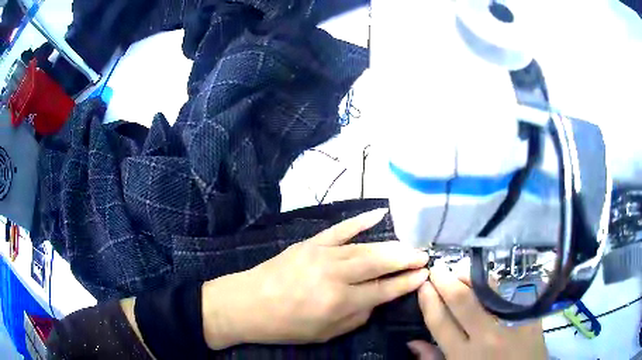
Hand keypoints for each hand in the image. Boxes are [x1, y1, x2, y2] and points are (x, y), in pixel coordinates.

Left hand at [202, 209, 429, 348]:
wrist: (247, 304)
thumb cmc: (286, 325)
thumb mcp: (325, 333)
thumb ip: (357, 316)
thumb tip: (377, 299)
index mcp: (340, 302)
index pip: (384, 290)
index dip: (407, 282)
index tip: (424, 275)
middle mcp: (335, 275)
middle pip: (380, 262)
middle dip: (406, 259)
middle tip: (423, 256)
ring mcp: (322, 254)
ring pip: (365, 246)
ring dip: (391, 245)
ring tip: (409, 246)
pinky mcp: (310, 242)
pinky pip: (340, 229)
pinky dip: (360, 220)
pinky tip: (380, 214)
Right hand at [408, 264, 546, 359]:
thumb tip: (413, 342)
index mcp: (463, 356)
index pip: (441, 322)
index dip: (429, 301)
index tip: (423, 285)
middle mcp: (487, 336)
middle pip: (462, 300)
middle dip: (445, 280)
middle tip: (436, 268)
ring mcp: (511, 322)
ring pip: (487, 289)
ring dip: (469, 275)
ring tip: (459, 270)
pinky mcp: (529, 314)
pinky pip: (509, 290)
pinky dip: (494, 282)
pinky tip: (486, 278)